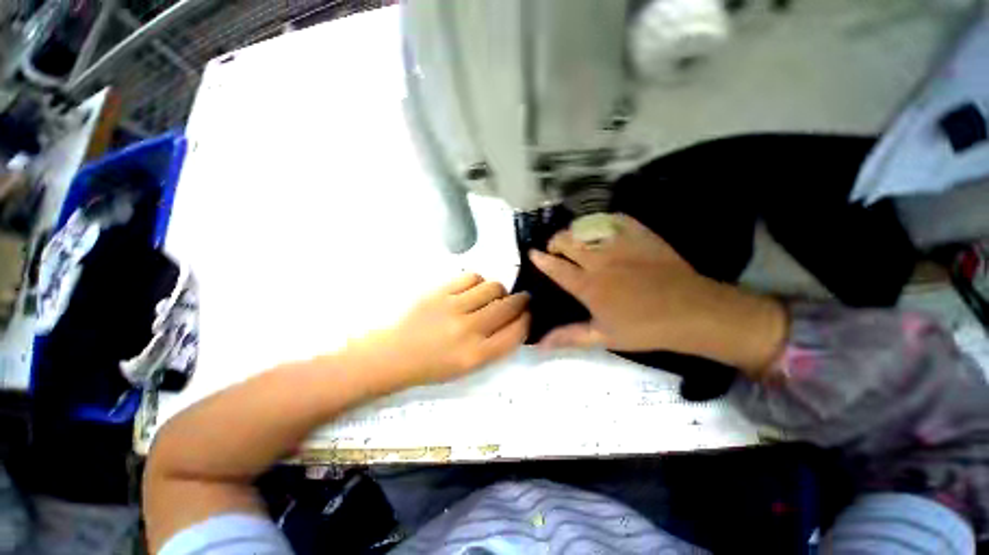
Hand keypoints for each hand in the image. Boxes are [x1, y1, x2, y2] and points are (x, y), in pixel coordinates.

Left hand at [343, 274, 529, 391]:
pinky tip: (473, 289)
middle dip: (521, 300)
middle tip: (520, 298)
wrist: (393, 355)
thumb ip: (494, 346)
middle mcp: (469, 330)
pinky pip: (472, 277)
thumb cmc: (432, 365)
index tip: (529, 314)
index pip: (516, 332)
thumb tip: (515, 322)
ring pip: (493, 287)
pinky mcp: (440, 292)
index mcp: (477, 355)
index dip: (528, 320)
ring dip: (499, 290)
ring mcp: (454, 308)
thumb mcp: (468, 367)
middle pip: (508, 306)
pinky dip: (479, 282)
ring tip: (492, 295)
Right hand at [529, 214, 785, 376]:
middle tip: (555, 248)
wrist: (692, 312)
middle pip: (567, 241)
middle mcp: (598, 261)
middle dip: (555, 241)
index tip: (532, 253)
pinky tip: (603, 227)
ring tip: (575, 238)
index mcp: (588, 286)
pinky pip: (617, 219)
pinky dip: (605, 220)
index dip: (540, 259)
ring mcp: (620, 246)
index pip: (556, 268)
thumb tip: (539, 344)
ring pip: (587, 228)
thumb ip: (569, 337)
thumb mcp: (603, 337)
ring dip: (575, 231)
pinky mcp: (641, 237)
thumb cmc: (644, 328)